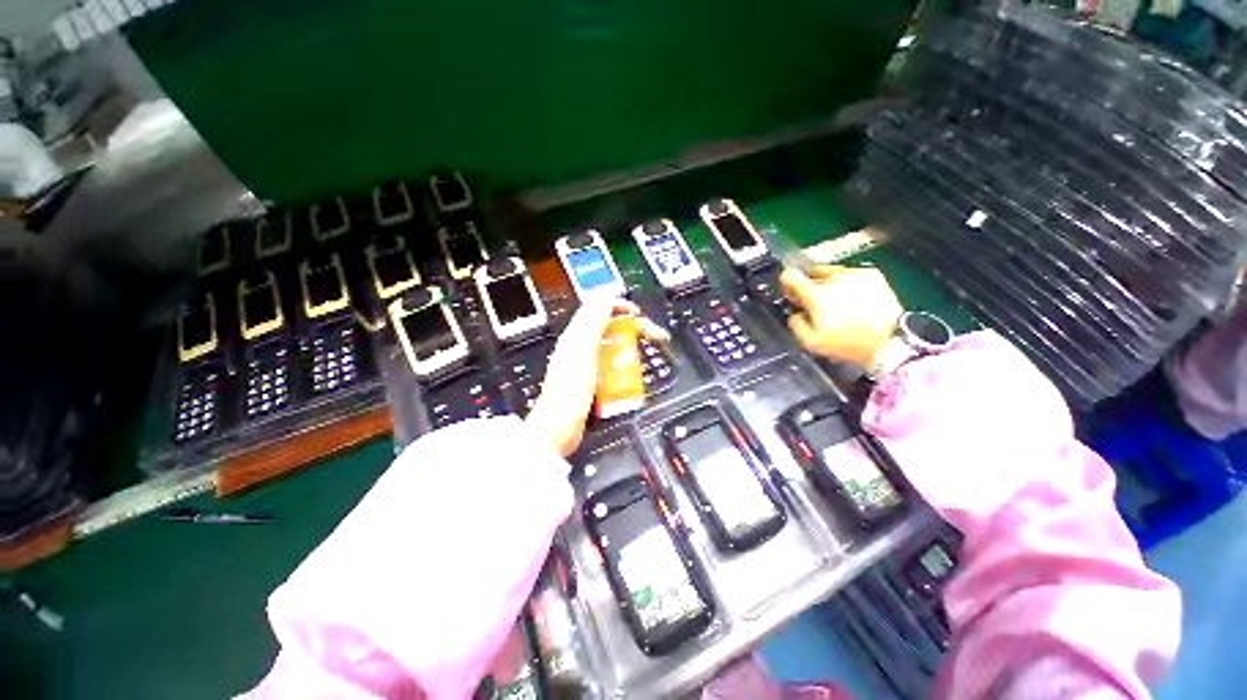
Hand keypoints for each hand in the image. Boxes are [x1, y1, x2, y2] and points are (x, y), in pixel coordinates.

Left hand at [526, 298, 668, 456]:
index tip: (638, 314)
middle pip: (611, 328)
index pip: (599, 308)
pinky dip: (624, 369)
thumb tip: (606, 298)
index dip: (620, 306)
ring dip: (631, 351)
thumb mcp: (582, 349)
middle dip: (634, 330)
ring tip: (642, 360)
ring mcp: (586, 365)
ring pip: (614, 349)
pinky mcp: (592, 381)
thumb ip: (593, 321)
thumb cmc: (568, 391)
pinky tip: (630, 377)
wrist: (559, 427)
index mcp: (577, 336)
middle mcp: (581, 347)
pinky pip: (612, 368)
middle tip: (654, 337)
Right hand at [780, 264, 903, 369]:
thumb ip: (795, 324)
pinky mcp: (872, 274)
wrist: (890, 340)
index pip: (790, 276)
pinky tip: (853, 299)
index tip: (791, 294)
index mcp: (816, 294)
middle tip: (814, 302)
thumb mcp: (812, 342)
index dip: (786, 283)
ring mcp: (854, 274)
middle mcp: (833, 278)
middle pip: (810, 272)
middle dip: (809, 285)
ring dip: (828, 283)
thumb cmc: (848, 343)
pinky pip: (850, 274)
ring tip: (836, 302)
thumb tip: (795, 314)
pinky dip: (847, 283)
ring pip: (831, 272)